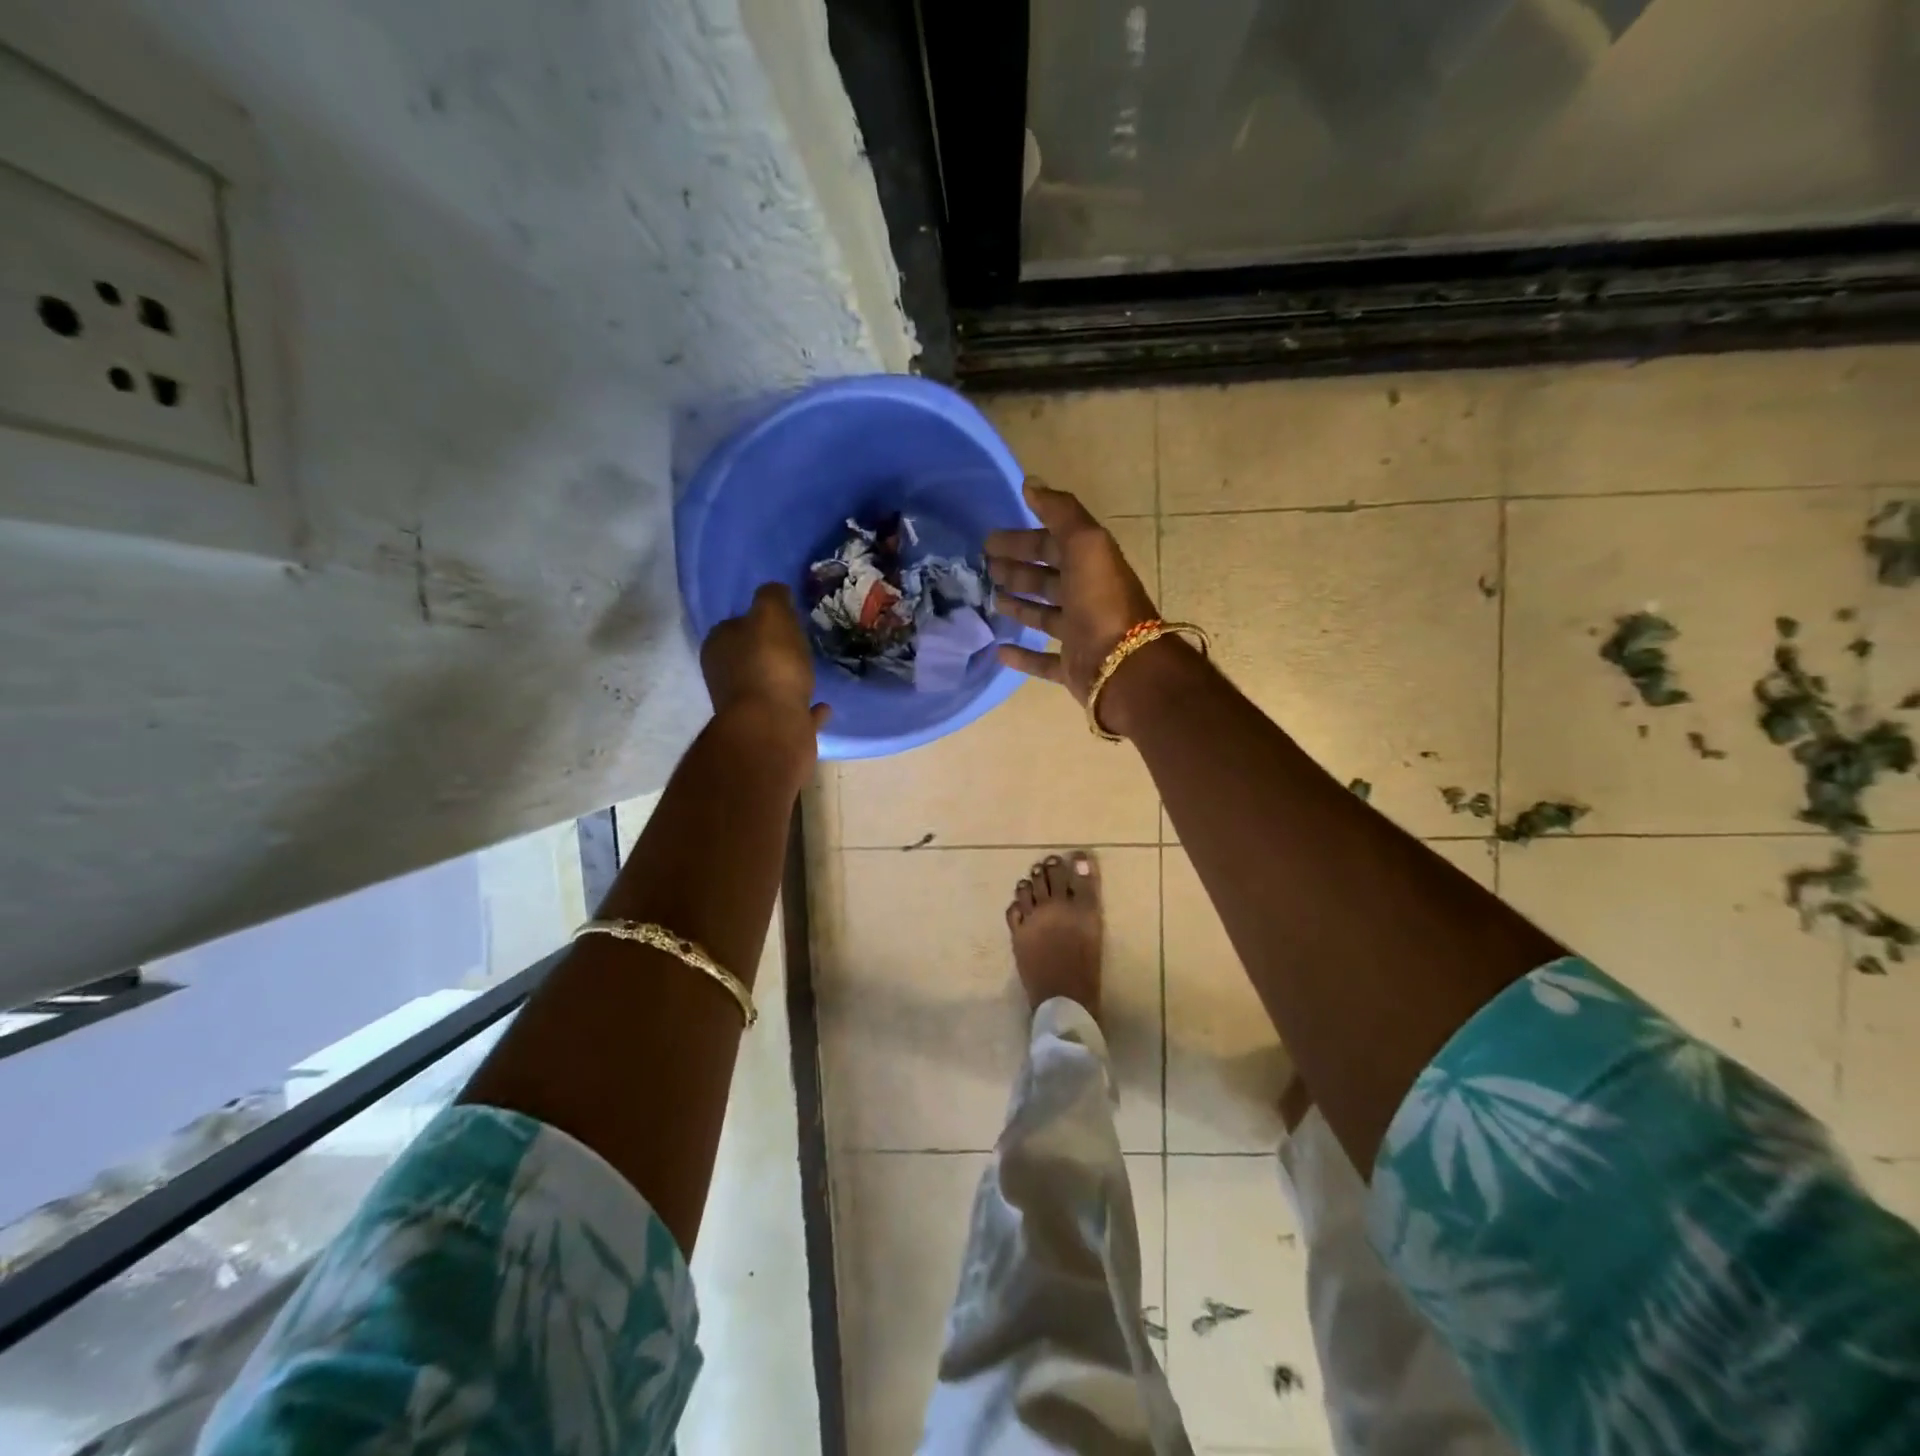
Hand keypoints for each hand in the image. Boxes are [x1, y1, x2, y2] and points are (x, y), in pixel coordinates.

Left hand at [701, 582, 829, 733]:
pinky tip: (824, 706)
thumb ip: (772, 597)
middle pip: (750, 658)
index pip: (735, 625)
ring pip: (771, 687)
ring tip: (813, 673)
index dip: (757, 621)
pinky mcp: (772, 733)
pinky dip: (806, 709)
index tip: (784, 619)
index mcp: (720, 647)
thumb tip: (775, 592)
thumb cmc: (770, 665)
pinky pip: (793, 714)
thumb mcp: (771, 614)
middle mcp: (727, 678)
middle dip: (772, 652)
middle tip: (800, 644)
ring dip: (788, 681)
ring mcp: (749, 709)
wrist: (774, 728)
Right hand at [987, 479, 1159, 703]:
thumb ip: (1061, 513)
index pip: (1053, 545)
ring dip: (1019, 606)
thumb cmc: (1101, 602)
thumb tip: (1032, 482)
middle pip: (1047, 579)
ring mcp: (1080, 634)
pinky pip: (1044, 661)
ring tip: (991, 600)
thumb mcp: (1086, 545)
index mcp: (1091, 566)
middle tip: (985, 569)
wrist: (1124, 666)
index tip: (989, 540)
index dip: (1023, 540)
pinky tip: (999, 651)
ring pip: (1044, 616)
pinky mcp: (1073, 667)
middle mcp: (1086, 597)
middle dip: (1018, 570)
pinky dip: (1022, 656)